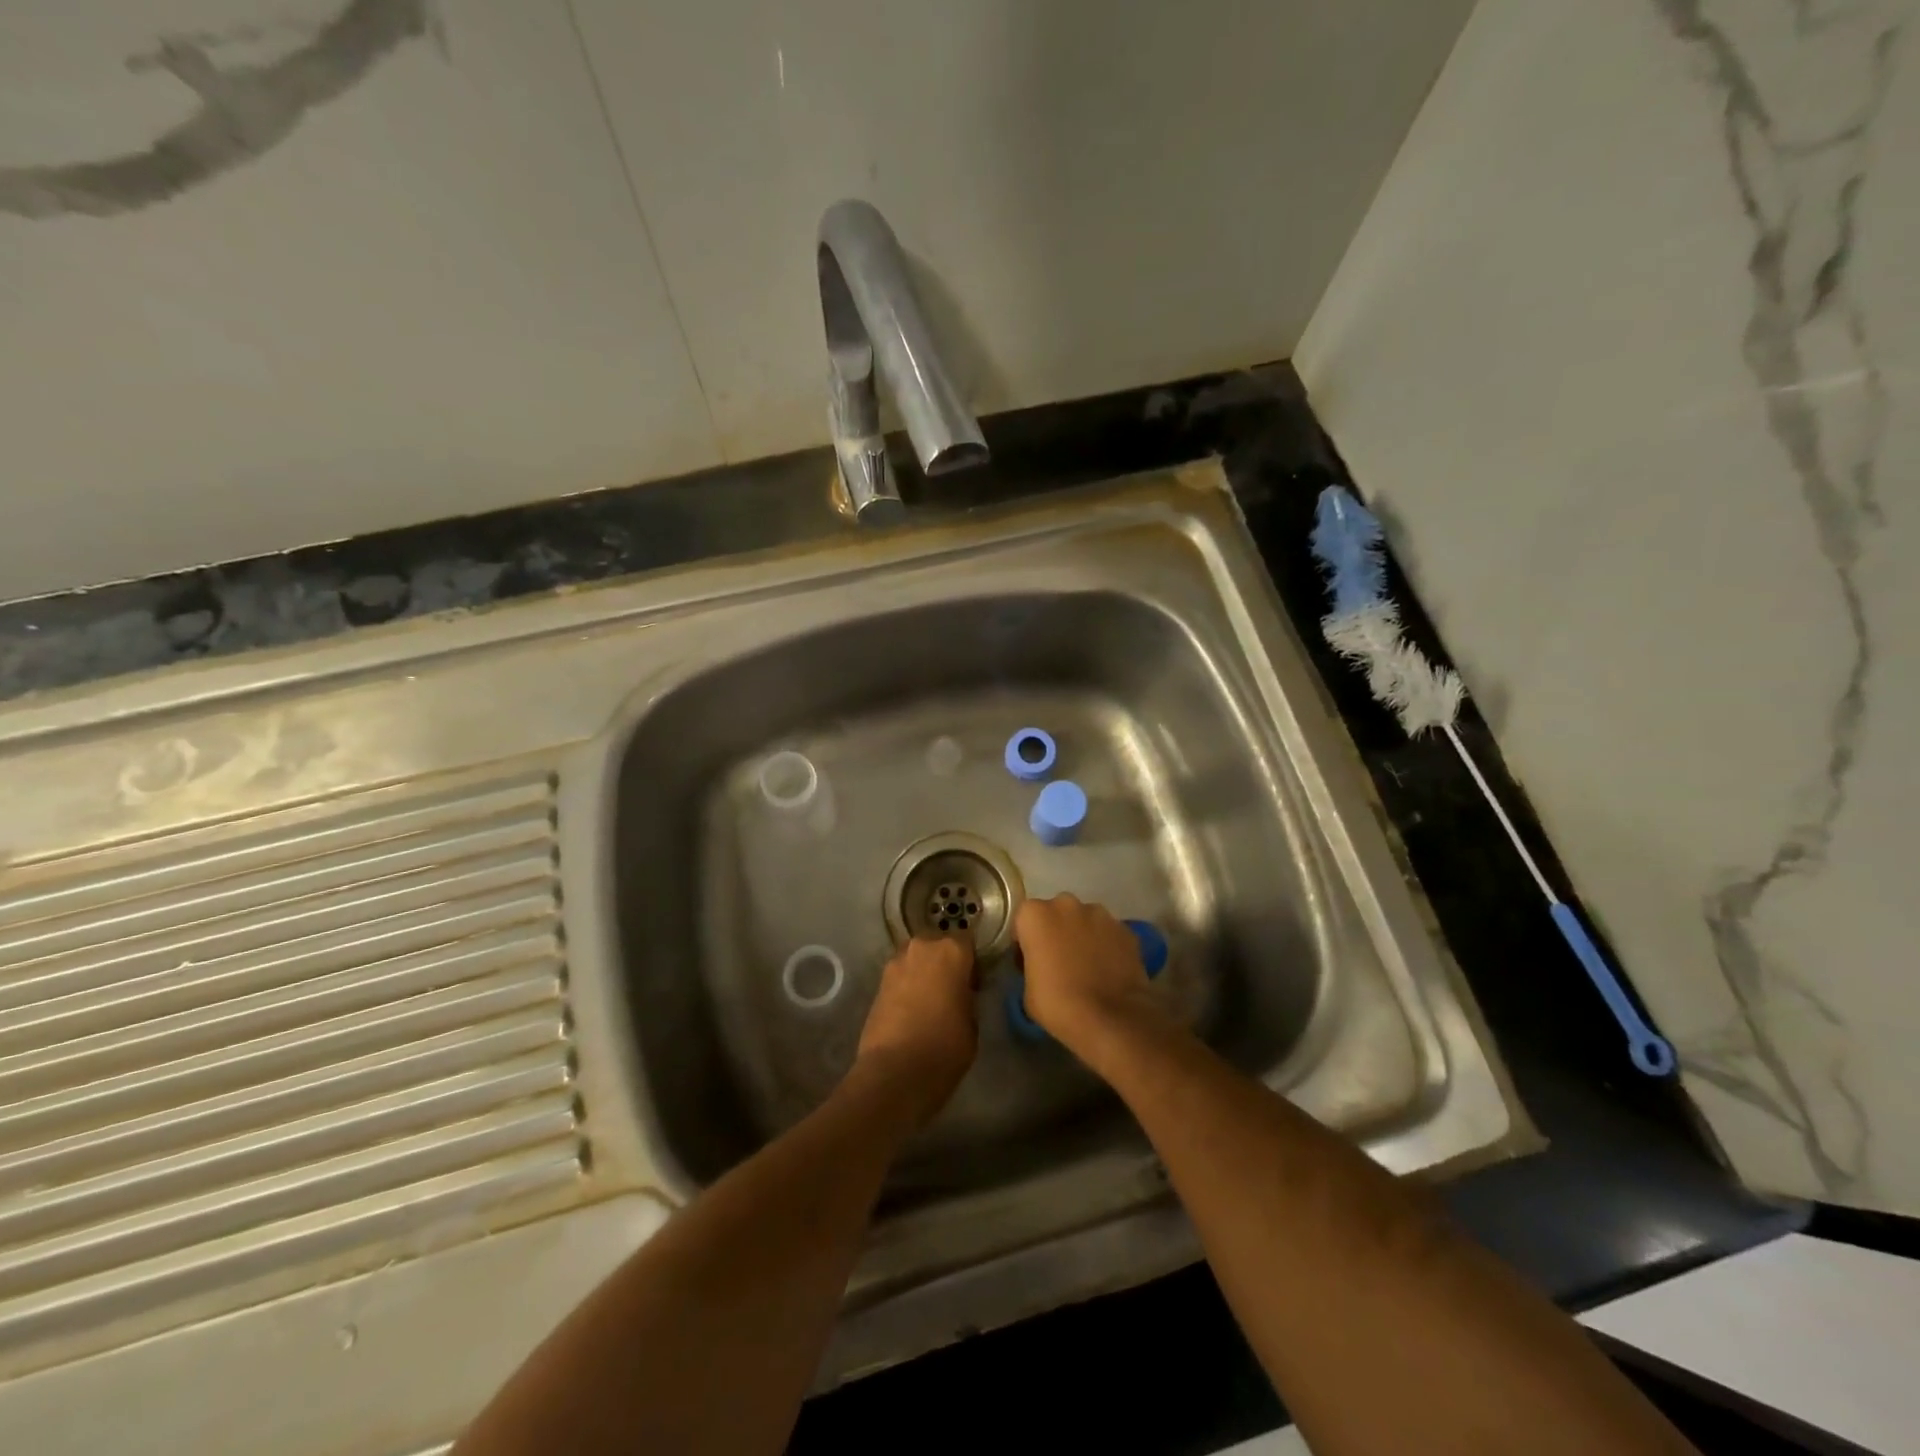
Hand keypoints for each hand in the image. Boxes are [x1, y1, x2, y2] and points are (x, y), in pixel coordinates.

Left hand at [854, 936, 978, 1127]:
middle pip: (938, 946)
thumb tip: (960, 992)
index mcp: (952, 951)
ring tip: (930, 1001)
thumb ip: (968, 996)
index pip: (968, 942)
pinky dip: (907, 986)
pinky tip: (911, 1010)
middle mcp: (922, 947)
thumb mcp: (972, 1022)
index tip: (975, 982)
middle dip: (945, 963)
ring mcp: (896, 963)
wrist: (895, 1072)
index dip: (972, 961)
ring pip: (917, 959)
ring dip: (924, 972)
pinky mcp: (877, 982)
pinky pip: (901, 976)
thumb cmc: (945, 1047)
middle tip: (952, 990)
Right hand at [1014, 894, 1162, 1049]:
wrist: (1111, 1019)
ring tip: (1087, 967)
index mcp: (1035, 914)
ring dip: (1082, 935)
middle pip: (1056, 913)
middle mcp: (1066, 904)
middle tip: (1059, 961)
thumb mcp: (1027, 990)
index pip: (1023, 920)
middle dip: (1056, 931)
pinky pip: (1108, 934)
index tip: (1030, 961)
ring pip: (1085, 920)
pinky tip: (1108, 970)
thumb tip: (1042, 964)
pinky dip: (1107, 945)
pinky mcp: (1126, 929)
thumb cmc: (1059, 1004)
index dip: (1026, 941)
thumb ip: (1031, 964)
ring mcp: (1100, 914)